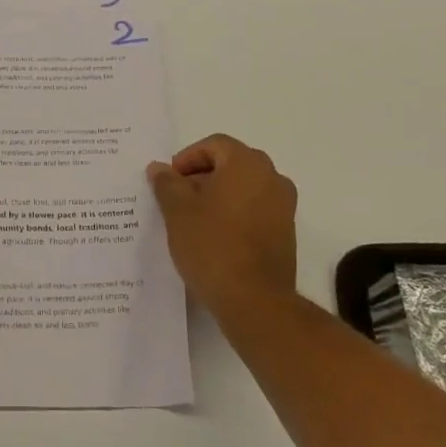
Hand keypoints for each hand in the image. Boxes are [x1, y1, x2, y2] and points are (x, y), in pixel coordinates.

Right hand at [147, 134, 297, 320]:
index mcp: (247, 163)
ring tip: (192, 222)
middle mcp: (272, 177)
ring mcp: (284, 207)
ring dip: (218, 197)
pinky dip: (234, 216)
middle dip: (201, 178)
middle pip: (230, 164)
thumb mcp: (177, 210)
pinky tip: (214, 239)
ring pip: (244, 189)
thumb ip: (167, 183)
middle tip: (176, 200)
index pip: (214, 145)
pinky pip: (255, 211)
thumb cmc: (212, 245)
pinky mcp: (286, 234)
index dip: (187, 158)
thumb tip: (159, 168)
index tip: (169, 182)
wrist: (255, 301)